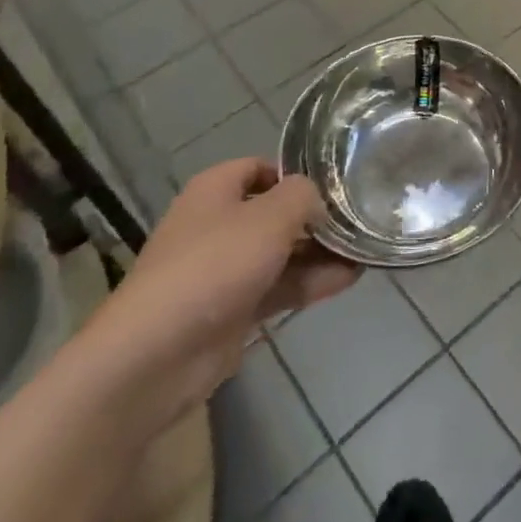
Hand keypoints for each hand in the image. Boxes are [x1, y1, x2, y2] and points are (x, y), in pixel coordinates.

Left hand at [84, 158, 360, 425]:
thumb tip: (317, 199)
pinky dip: (310, 282)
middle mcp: (218, 224)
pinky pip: (278, 286)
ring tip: (364, 251)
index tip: (334, 185)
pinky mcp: (233, 310)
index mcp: (215, 190)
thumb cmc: (214, 265)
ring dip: (319, 252)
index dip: (296, 173)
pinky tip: (348, 280)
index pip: (260, 167)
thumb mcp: (270, 217)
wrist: (156, 354)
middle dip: (315, 218)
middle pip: (275, 212)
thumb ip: (303, 197)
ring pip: (280, 252)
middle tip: (359, 220)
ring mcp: (224, 270)